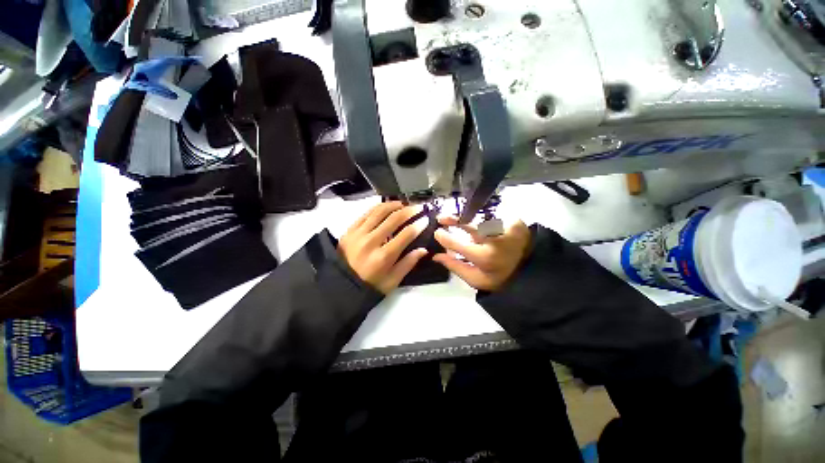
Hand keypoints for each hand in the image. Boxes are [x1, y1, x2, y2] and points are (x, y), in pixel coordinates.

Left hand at [338, 202, 428, 293]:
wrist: (340, 285)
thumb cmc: (369, 285)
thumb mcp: (392, 281)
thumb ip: (408, 264)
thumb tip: (423, 250)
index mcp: (384, 257)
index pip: (406, 234)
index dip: (418, 225)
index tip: (426, 219)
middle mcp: (371, 241)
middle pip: (394, 219)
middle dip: (410, 211)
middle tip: (418, 208)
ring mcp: (359, 233)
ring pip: (379, 211)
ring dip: (394, 205)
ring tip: (404, 204)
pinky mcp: (350, 230)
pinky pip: (366, 213)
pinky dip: (378, 207)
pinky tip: (386, 207)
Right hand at [433, 217, 530, 291]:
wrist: (528, 270)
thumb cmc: (499, 277)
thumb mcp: (475, 279)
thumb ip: (455, 266)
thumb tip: (436, 256)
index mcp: (485, 257)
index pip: (458, 244)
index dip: (445, 237)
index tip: (437, 233)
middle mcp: (496, 240)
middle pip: (469, 224)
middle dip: (453, 219)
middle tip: (442, 218)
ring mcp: (506, 228)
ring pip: (480, 217)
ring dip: (467, 217)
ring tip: (458, 219)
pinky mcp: (515, 221)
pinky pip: (493, 215)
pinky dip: (482, 217)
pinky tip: (478, 221)